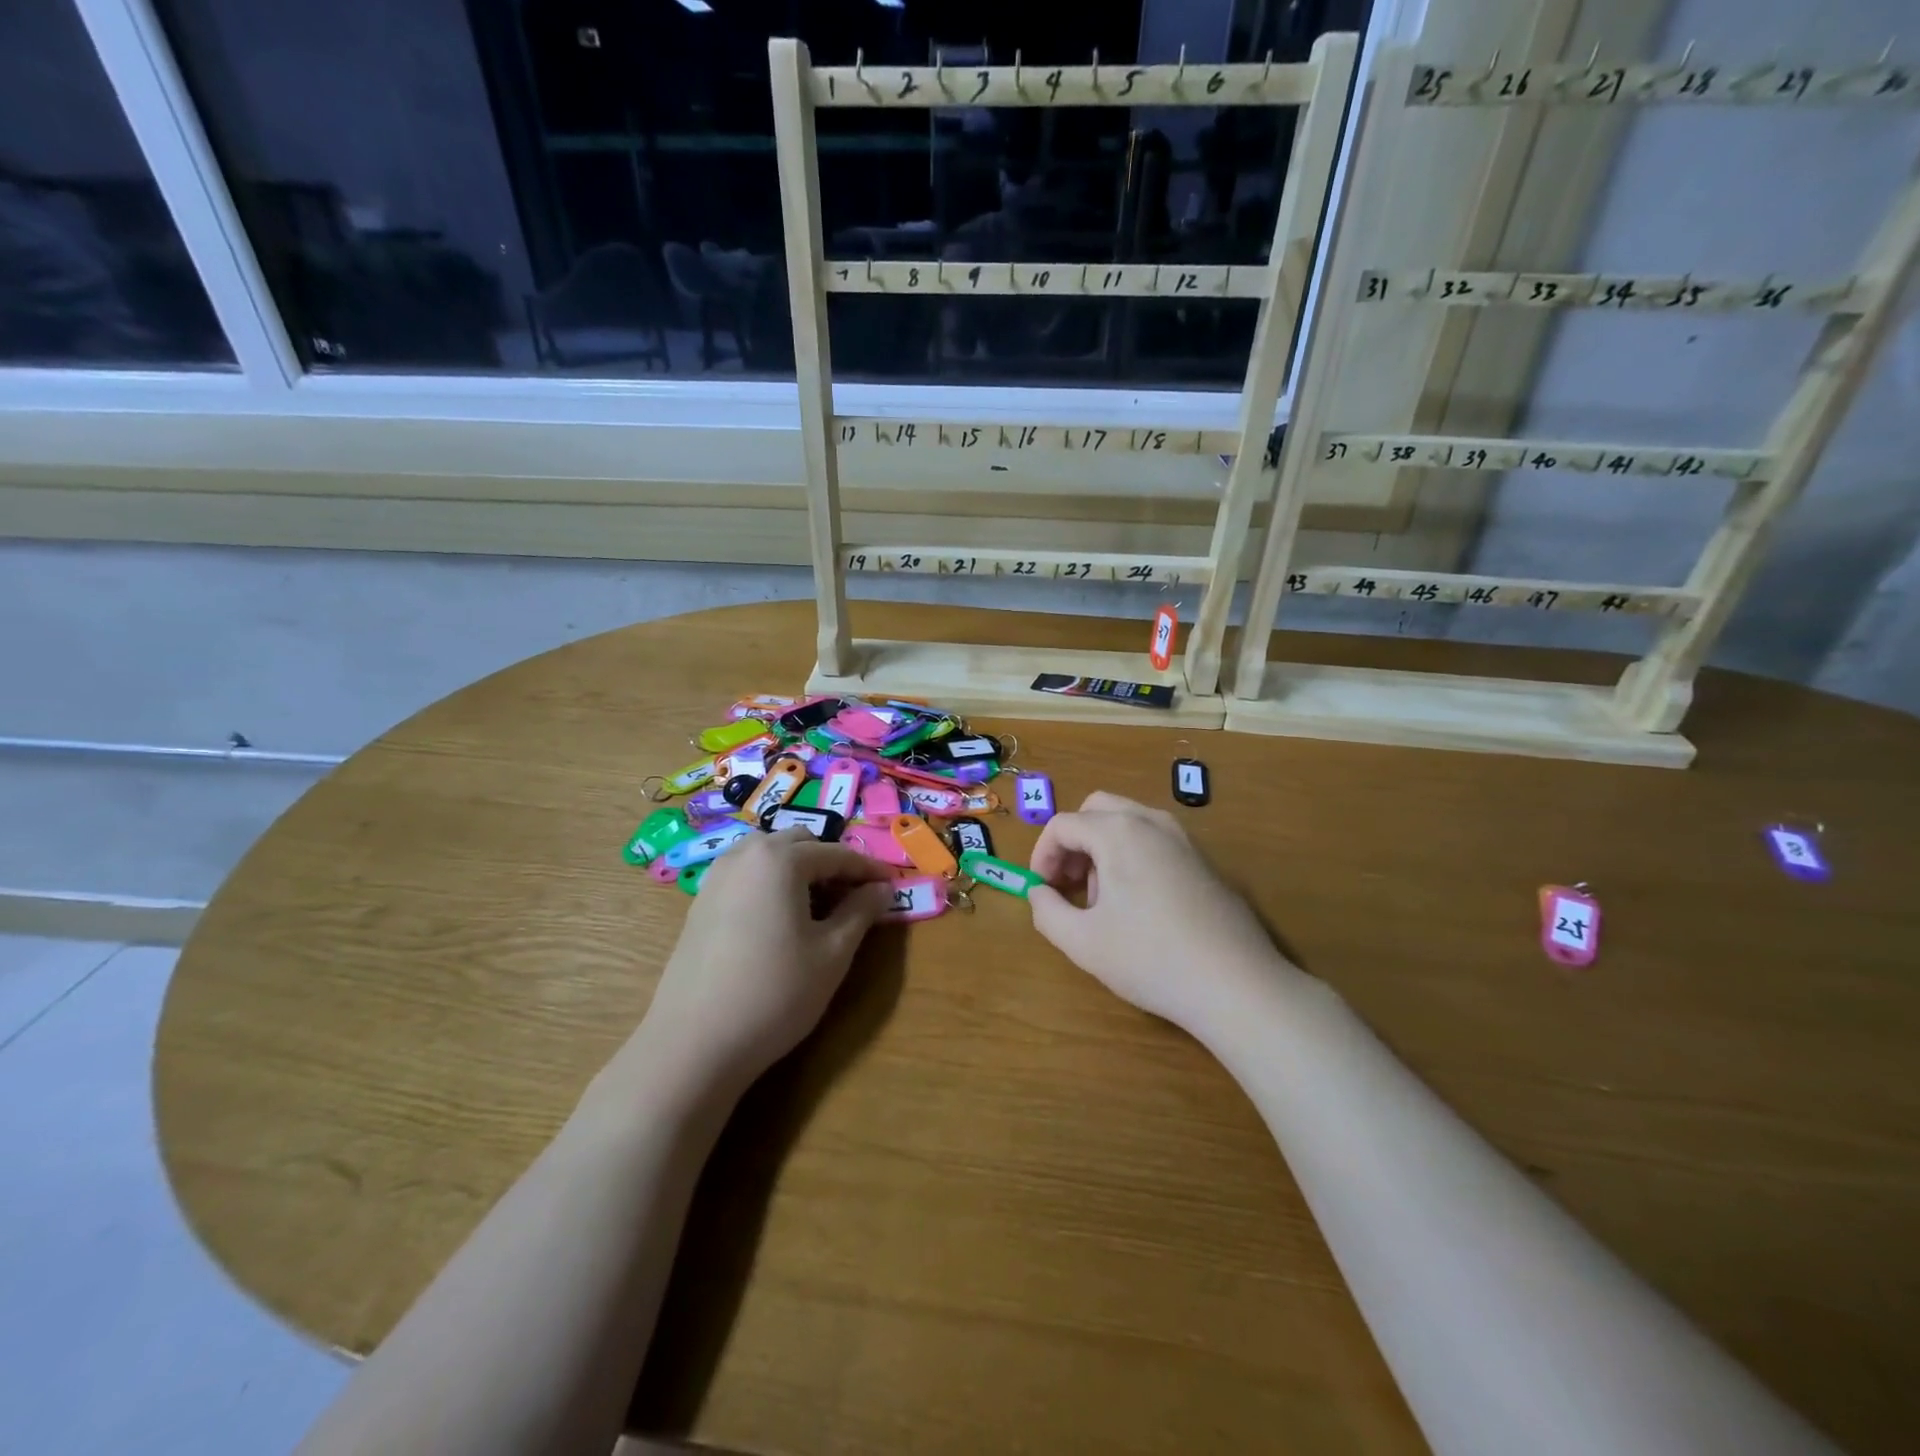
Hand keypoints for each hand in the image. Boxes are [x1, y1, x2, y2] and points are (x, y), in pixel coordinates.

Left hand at [640, 829, 895, 1092]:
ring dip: (799, 871)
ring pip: (769, 856)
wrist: (694, 1043)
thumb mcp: (832, 953)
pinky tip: (781, 922)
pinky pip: (747, 876)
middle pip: (799, 844)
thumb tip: (882, 889)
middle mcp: (744, 855)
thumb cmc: (775, 992)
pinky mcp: (700, 903)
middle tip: (855, 898)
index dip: (868, 870)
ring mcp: (716, 877)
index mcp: (780, 859)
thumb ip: (861, 912)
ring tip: (819, 909)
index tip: (892, 885)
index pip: (837, 854)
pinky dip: (772, 884)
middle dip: (831, 864)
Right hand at [1028, 791, 1285, 1031]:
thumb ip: (1046, 911)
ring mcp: (1184, 839)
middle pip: (1096, 811)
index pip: (1063, 825)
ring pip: (1127, 823)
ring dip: (1102, 849)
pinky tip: (1139, 907)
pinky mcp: (1205, 861)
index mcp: (1119, 832)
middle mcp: (1152, 822)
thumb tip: (1038, 893)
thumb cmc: (1150, 959)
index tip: (1041, 891)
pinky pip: (1155, 841)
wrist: (1236, 985)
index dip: (1042, 855)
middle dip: (1073, 844)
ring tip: (1102, 902)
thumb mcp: (1082, 942)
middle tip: (1067, 885)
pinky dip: (1132, 857)